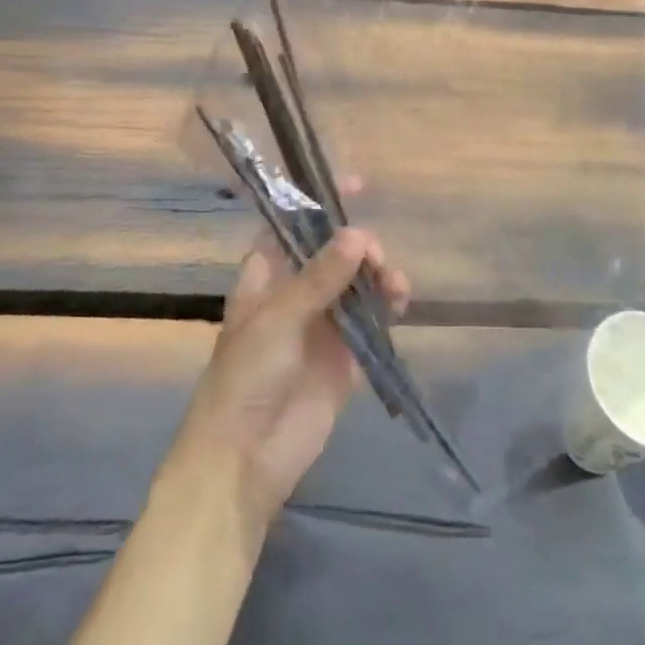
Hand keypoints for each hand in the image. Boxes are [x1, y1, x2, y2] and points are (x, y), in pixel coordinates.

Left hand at [164, 228, 409, 534]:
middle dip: (358, 244)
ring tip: (394, 282)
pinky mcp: (345, 356)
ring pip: (357, 283)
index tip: (353, 184)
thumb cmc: (246, 376)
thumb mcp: (278, 318)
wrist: (244, 460)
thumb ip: (320, 277)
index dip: (318, 203)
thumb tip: (358, 233)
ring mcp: (322, 325)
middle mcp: (296, 293)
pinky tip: (400, 302)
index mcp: (266, 276)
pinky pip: (372, 320)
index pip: (293, 226)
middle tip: (374, 255)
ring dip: (378, 274)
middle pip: (334, 252)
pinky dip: (388, 306)